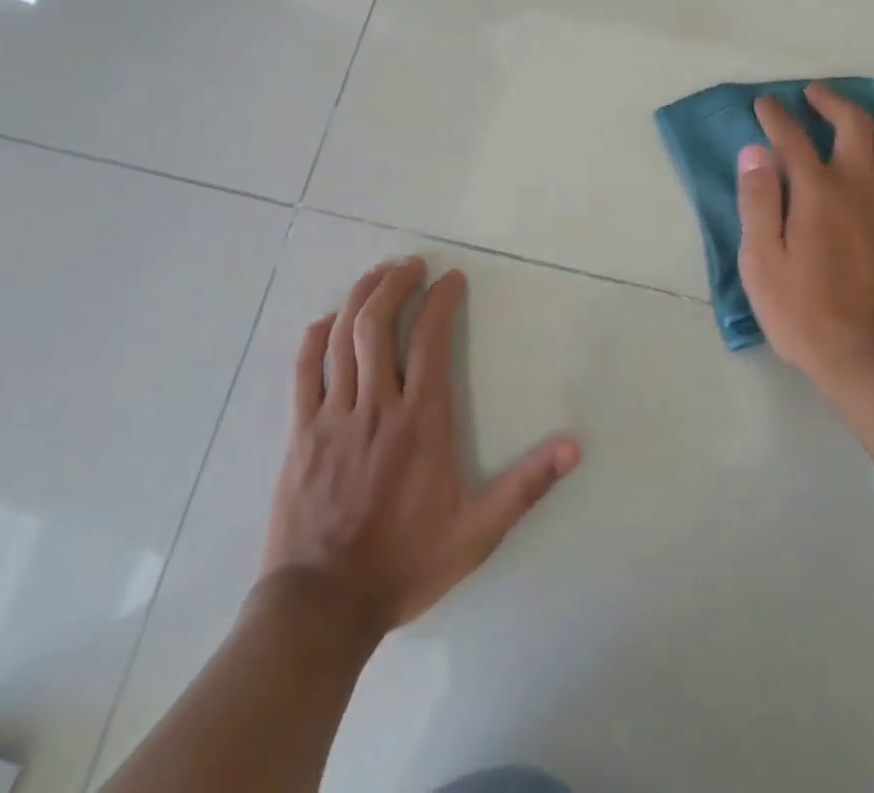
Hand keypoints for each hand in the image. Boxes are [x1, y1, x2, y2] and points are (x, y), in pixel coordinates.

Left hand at [260, 257, 580, 637]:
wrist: (321, 609)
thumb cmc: (404, 563)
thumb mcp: (477, 531)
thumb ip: (526, 485)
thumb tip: (575, 447)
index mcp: (421, 421)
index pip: (430, 339)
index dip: (441, 300)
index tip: (452, 278)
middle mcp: (376, 406)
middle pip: (378, 324)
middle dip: (395, 284)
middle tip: (411, 263)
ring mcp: (332, 417)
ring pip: (341, 339)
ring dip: (359, 298)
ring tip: (377, 275)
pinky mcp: (299, 434)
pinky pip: (302, 372)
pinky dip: (313, 339)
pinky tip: (325, 322)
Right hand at [737, 83, 873, 395]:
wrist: (872, 358)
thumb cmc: (805, 313)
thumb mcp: (761, 262)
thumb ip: (758, 201)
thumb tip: (755, 152)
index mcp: (817, 191)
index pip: (792, 136)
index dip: (775, 115)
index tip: (764, 104)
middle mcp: (861, 184)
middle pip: (853, 122)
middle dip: (830, 101)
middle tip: (813, 96)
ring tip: (857, 133)